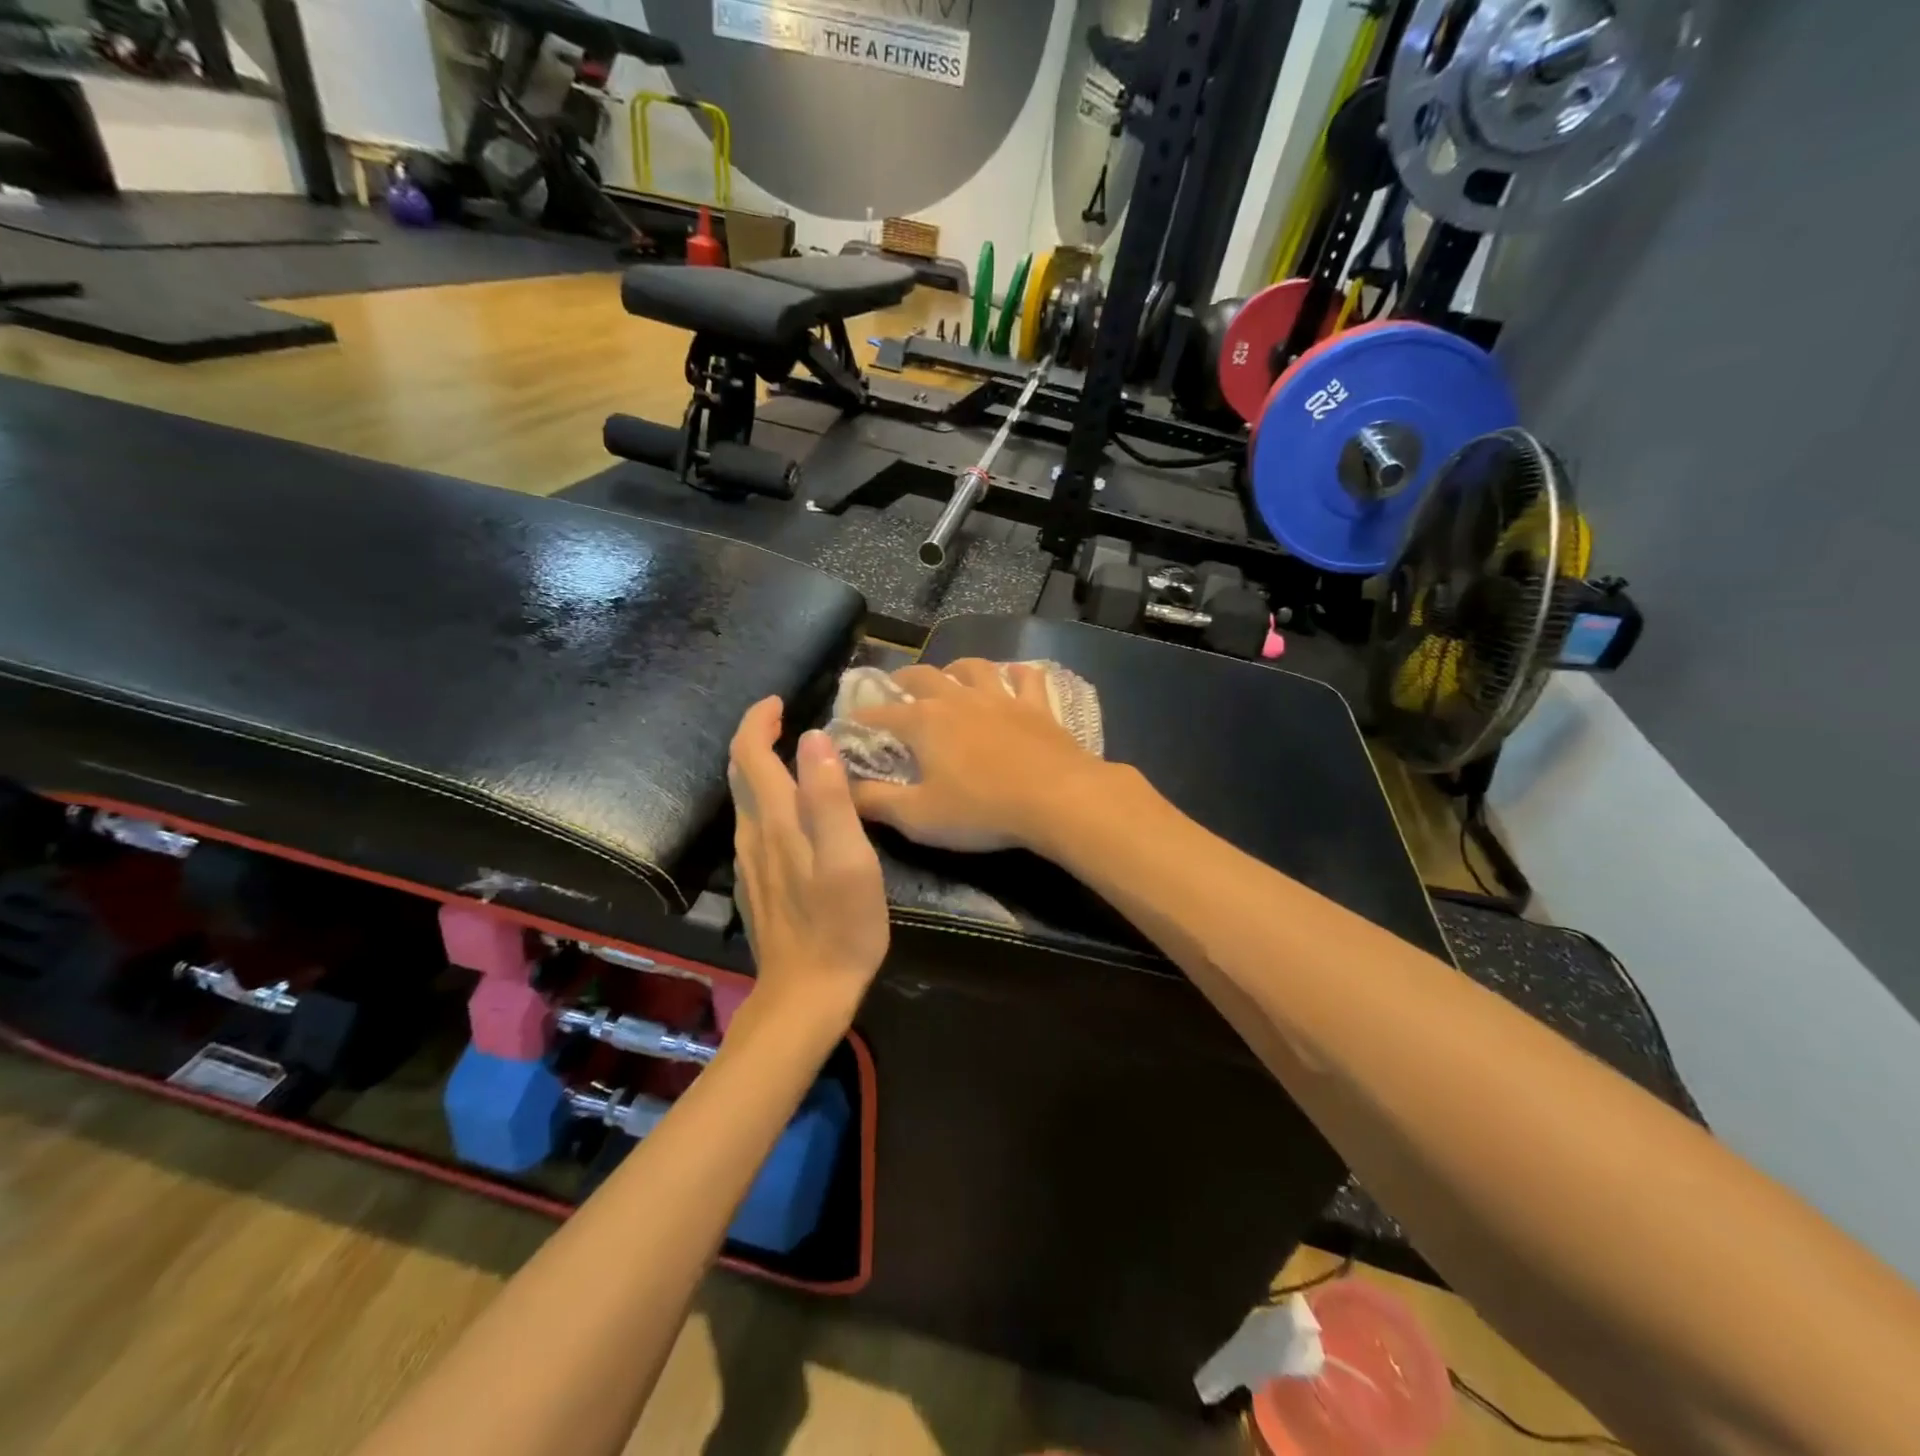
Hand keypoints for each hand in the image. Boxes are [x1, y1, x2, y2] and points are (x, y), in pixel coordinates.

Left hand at [728, 698, 888, 1020]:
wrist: (807, 993)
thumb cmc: (840, 925)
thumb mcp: (849, 858)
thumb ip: (830, 797)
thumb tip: (814, 738)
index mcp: (776, 820)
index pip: (750, 754)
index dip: (758, 721)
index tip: (779, 701)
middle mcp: (752, 834)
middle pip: (740, 773)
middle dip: (755, 738)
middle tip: (784, 719)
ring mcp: (750, 862)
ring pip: (745, 800)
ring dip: (760, 768)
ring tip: (792, 756)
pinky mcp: (756, 884)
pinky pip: (754, 825)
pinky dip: (766, 799)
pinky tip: (792, 812)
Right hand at [848, 659, 1113, 853]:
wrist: (1058, 798)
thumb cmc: (981, 810)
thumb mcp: (918, 816)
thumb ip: (874, 801)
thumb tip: (840, 788)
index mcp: (923, 722)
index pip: (878, 715)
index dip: (859, 720)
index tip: (847, 727)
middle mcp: (957, 698)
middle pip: (922, 677)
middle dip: (901, 682)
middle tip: (895, 692)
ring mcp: (1000, 697)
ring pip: (972, 667)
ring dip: (955, 670)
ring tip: (950, 679)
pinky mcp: (1036, 705)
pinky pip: (1025, 677)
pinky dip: (1014, 674)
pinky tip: (1013, 677)